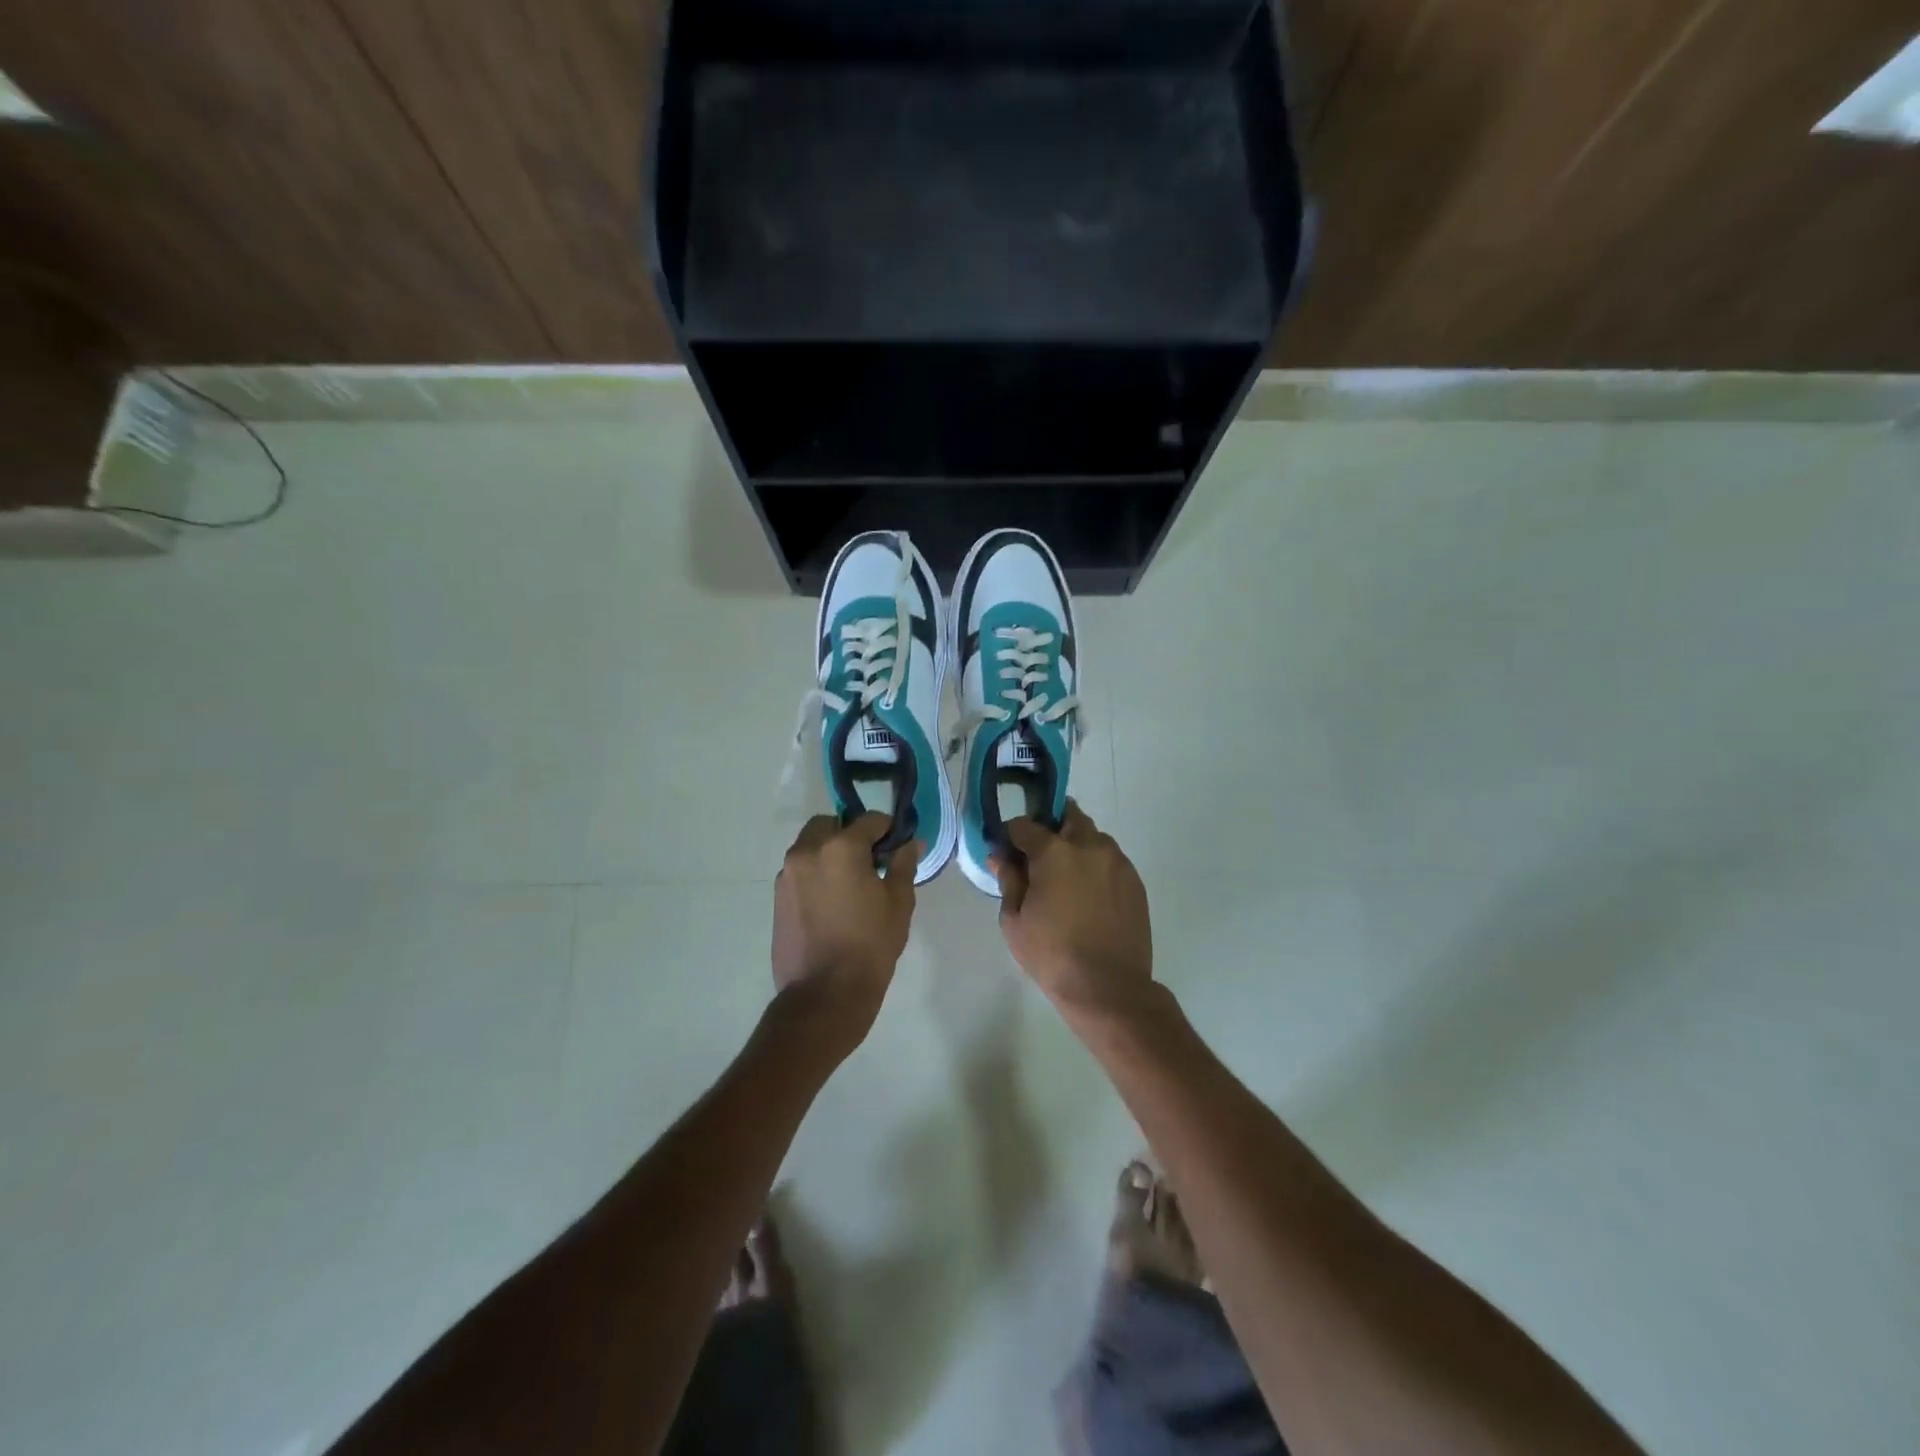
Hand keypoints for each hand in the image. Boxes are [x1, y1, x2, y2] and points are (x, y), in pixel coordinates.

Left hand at [772, 814, 920, 1044]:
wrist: (824, 995)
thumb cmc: (870, 946)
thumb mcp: (899, 903)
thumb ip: (903, 865)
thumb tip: (909, 843)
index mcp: (840, 848)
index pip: (869, 820)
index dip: (888, 830)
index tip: (896, 847)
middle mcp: (807, 851)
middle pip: (831, 824)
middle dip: (850, 835)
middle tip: (869, 863)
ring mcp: (787, 874)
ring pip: (811, 846)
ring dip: (829, 853)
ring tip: (849, 886)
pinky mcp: (777, 897)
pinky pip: (800, 871)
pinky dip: (815, 874)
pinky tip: (831, 904)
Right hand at [991, 803, 1152, 1020]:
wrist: (1108, 987)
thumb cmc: (1052, 954)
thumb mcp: (1014, 920)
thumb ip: (1008, 880)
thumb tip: (1002, 856)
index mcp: (1054, 851)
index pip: (1025, 825)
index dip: (1011, 835)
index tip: (1006, 852)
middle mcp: (1089, 845)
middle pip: (1067, 816)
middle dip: (1050, 828)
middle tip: (1039, 857)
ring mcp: (1117, 862)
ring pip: (1092, 837)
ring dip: (1076, 845)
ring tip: (1066, 879)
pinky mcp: (1135, 881)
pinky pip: (1110, 860)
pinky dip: (1095, 866)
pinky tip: (1088, 896)